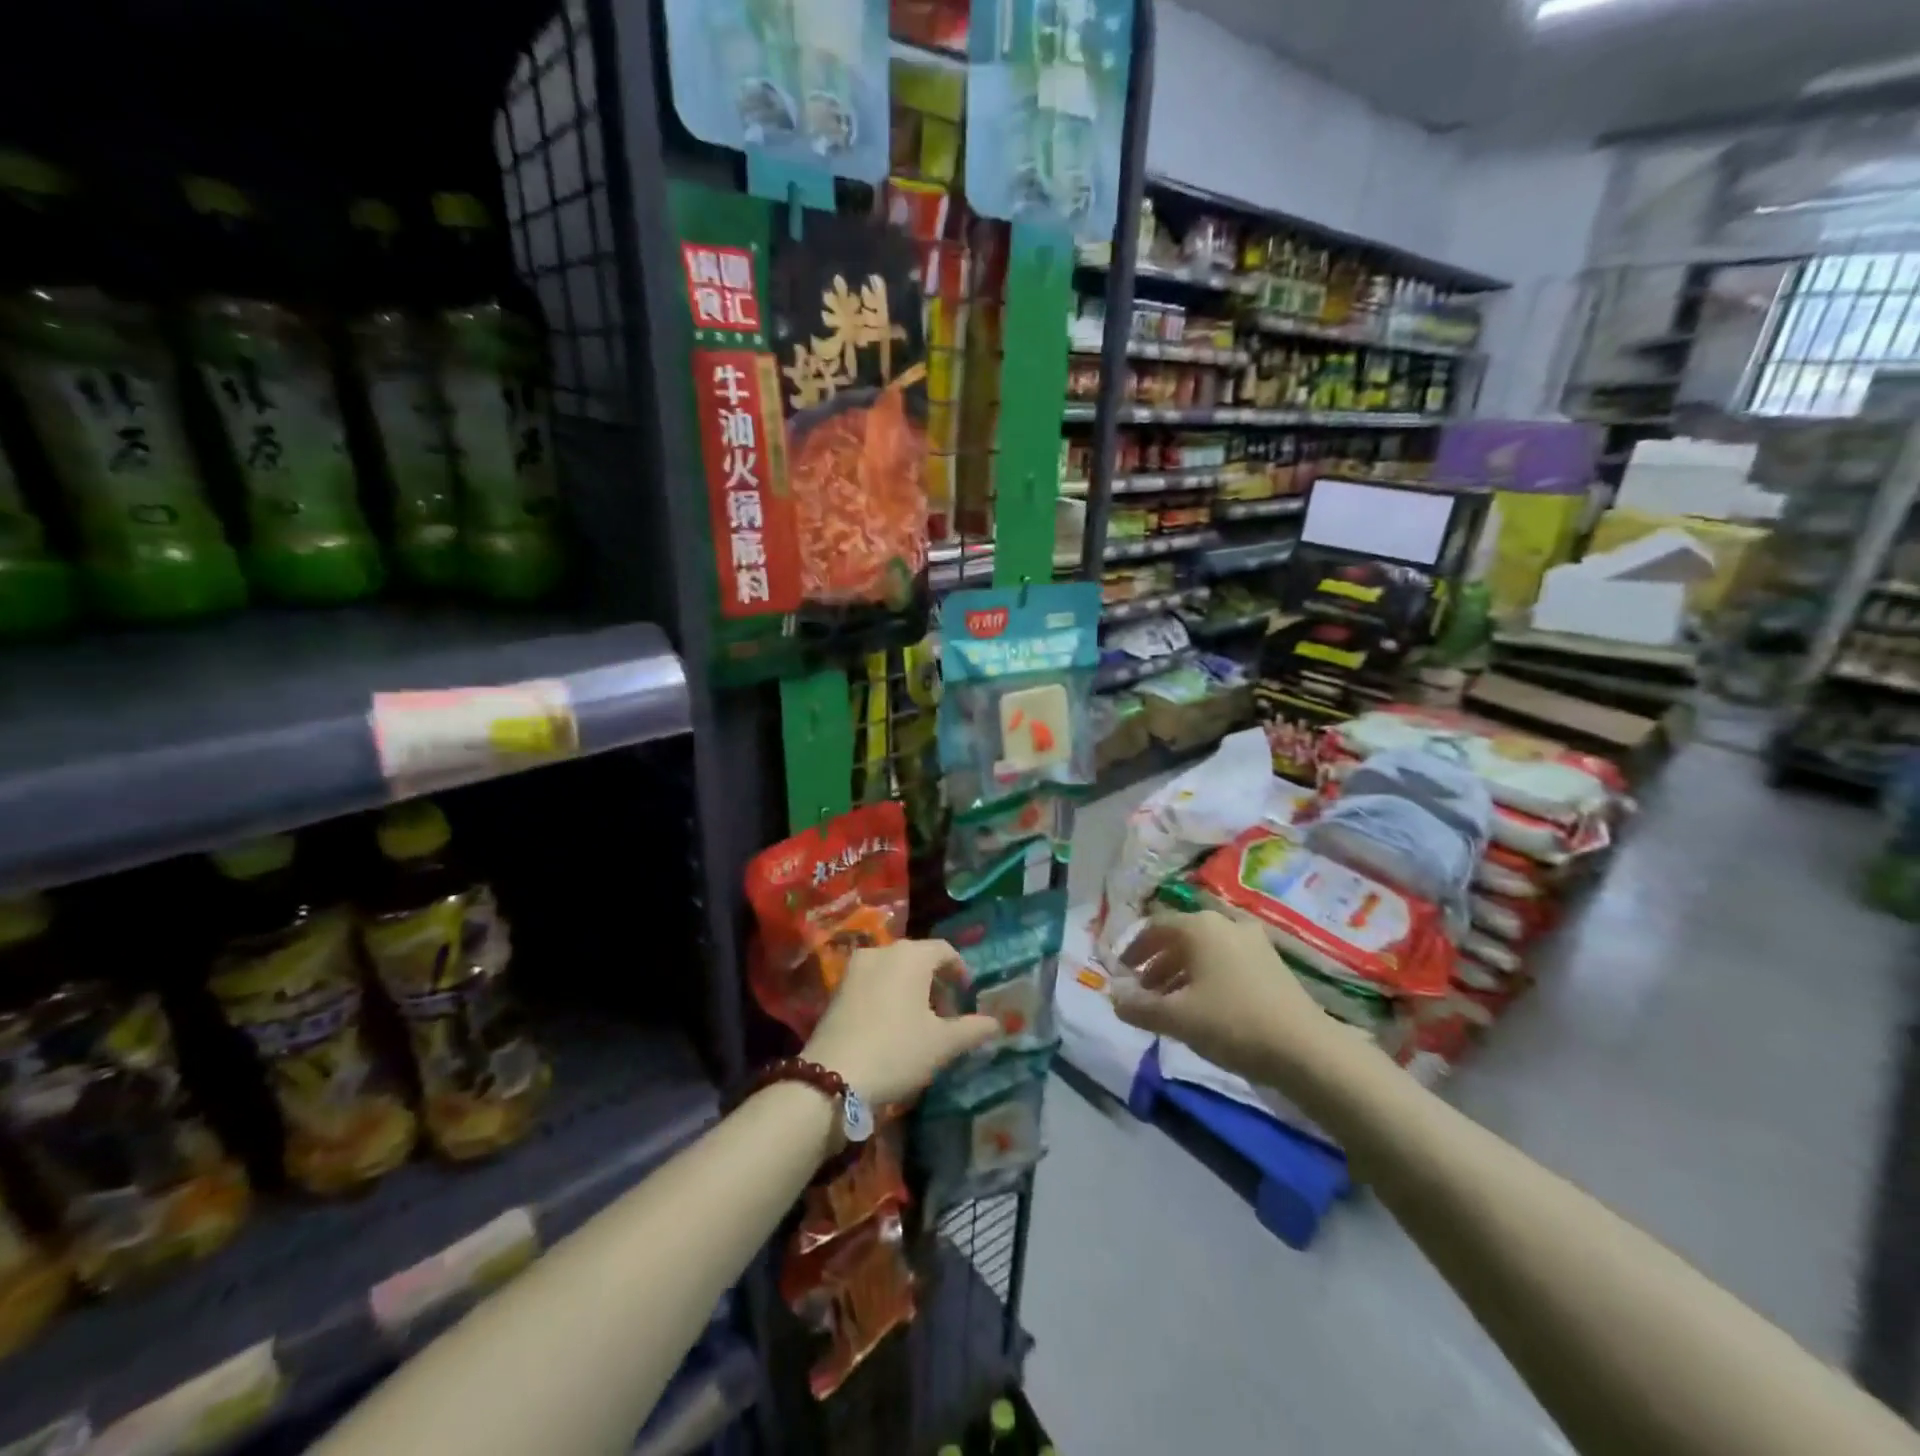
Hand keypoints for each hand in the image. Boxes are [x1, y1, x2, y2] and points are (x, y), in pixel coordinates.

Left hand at [804, 940, 999, 1104]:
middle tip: (946, 1013)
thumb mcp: (942, 1044)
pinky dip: (887, 994)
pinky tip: (891, 1026)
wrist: (833, 1077)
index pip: (944, 950)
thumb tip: (996, 1023)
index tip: (966, 995)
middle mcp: (882, 951)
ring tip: (920, 1022)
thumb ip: (972, 1029)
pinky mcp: (837, 989)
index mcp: (911, 955)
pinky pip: (872, 982)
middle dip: (935, 981)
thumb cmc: (897, 1051)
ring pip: (893, 969)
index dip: (959, 970)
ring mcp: (855, 969)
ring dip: (910, 988)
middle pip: (917, 957)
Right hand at [1110, 909, 1350, 1095]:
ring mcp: (1253, 942)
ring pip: (1204, 951)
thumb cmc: (1232, 1023)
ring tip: (1169, 1004)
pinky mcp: (1272, 964)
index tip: (1121, 973)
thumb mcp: (1177, 1018)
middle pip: (1180, 938)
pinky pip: (1226, 962)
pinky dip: (1206, 978)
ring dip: (1180, 973)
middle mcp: (1225, 924)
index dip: (1133, 949)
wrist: (1306, 1050)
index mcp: (1200, 926)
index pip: (1154, 927)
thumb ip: (1139, 1007)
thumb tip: (1113, 997)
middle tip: (1143, 992)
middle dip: (1156, 964)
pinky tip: (1204, 1008)